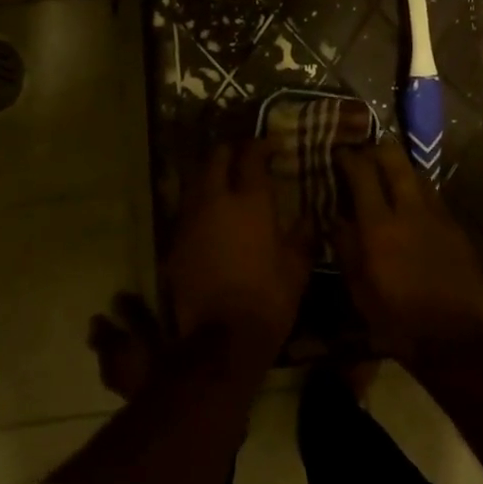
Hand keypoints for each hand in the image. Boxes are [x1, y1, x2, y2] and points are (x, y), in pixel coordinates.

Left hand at [162, 139, 309, 359]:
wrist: (221, 338)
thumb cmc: (268, 299)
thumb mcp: (297, 268)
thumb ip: (302, 237)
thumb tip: (307, 219)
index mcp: (250, 202)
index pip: (251, 156)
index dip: (260, 145)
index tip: (270, 146)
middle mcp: (216, 202)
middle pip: (216, 159)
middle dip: (229, 152)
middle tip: (243, 157)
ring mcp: (191, 221)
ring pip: (195, 181)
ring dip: (210, 175)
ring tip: (224, 181)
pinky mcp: (175, 242)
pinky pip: (186, 210)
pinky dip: (198, 205)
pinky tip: (209, 216)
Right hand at [334, 139, 482, 360]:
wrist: (456, 339)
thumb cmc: (397, 320)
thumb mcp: (359, 289)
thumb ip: (346, 247)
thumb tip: (336, 218)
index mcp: (379, 226)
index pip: (362, 173)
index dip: (349, 157)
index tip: (339, 152)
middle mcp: (410, 211)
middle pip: (396, 161)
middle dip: (379, 149)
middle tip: (366, 153)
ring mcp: (439, 217)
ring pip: (419, 175)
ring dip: (402, 169)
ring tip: (390, 176)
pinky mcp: (457, 229)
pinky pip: (435, 198)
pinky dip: (419, 193)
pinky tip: (413, 207)